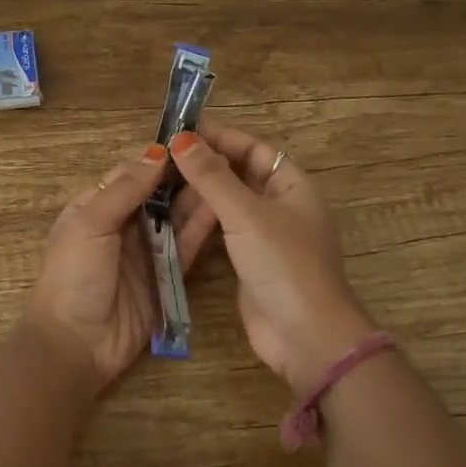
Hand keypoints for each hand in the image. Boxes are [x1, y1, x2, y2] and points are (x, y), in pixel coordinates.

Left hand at [23, 145, 220, 392]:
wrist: (76, 343)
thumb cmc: (73, 276)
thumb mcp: (90, 224)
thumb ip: (124, 189)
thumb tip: (156, 152)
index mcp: (95, 206)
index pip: (131, 173)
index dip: (159, 157)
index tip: (192, 139)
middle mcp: (123, 225)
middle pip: (159, 193)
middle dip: (185, 176)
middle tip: (220, 155)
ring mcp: (146, 251)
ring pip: (176, 217)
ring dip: (198, 198)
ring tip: (229, 174)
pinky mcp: (167, 276)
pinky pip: (187, 246)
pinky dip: (203, 229)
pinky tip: (224, 208)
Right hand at [166, 121, 375, 389]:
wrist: (305, 335)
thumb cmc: (283, 264)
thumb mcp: (246, 214)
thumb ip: (213, 176)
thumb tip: (182, 139)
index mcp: (292, 185)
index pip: (254, 149)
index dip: (220, 138)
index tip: (181, 132)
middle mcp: (281, 206)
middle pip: (240, 175)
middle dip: (205, 166)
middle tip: (162, 159)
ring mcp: (266, 237)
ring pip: (229, 205)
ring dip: (200, 196)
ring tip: (160, 186)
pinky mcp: (250, 264)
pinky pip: (223, 233)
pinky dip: (201, 225)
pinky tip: (172, 220)